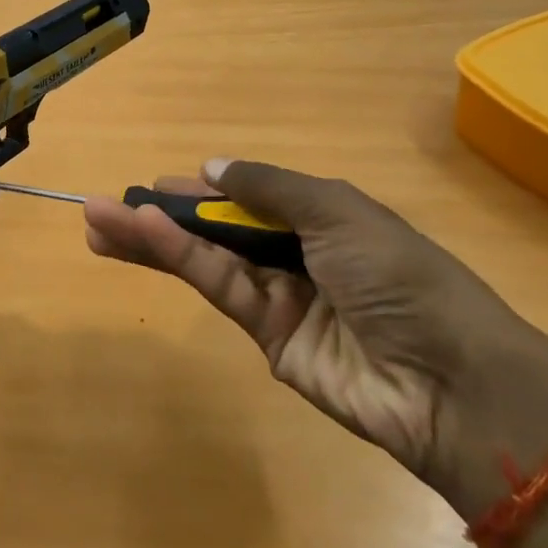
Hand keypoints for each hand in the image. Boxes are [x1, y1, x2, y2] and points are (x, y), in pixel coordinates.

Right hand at [85, 158, 547, 501]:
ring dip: (152, 239)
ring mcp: (281, 299)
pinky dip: (180, 260)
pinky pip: (220, 289)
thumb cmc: (399, 275)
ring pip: (206, 260)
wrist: (449, 380)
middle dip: (163, 216)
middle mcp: (297, 255)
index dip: (203, 191)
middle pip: (218, 230)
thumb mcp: (338, 211)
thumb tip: (212, 167)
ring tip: (98, 222)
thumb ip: (269, 188)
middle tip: (104, 206)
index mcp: (323, 218)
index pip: (249, 198)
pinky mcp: (268, 339)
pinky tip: (144, 236)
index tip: (157, 184)